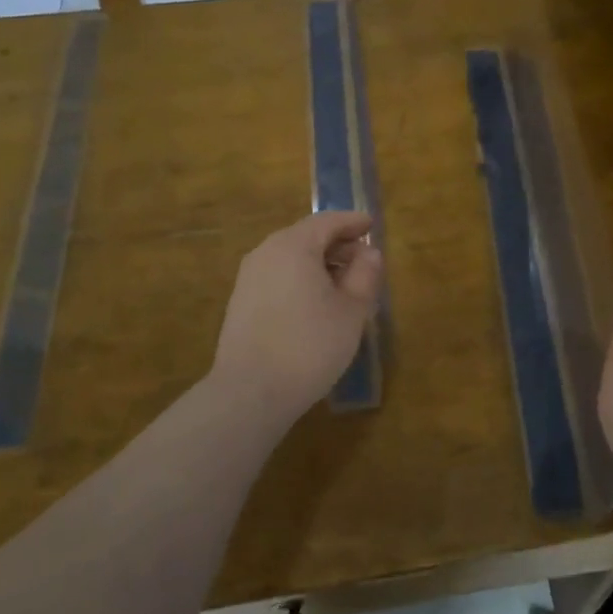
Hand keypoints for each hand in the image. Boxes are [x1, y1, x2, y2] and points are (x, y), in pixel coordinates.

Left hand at [211, 212, 383, 425]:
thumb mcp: (352, 310)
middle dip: (337, 243)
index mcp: (294, 245)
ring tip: (344, 283)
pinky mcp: (241, 301)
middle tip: (364, 259)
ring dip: (319, 263)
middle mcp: (266, 252)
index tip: (371, 225)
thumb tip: (369, 253)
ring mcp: (249, 277)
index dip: (352, 222)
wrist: (251, 392)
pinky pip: (278, 276)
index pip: (327, 221)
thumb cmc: (310, 345)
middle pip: (307, 236)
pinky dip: (301, 278)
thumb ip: (365, 274)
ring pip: (291, 257)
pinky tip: (316, 302)